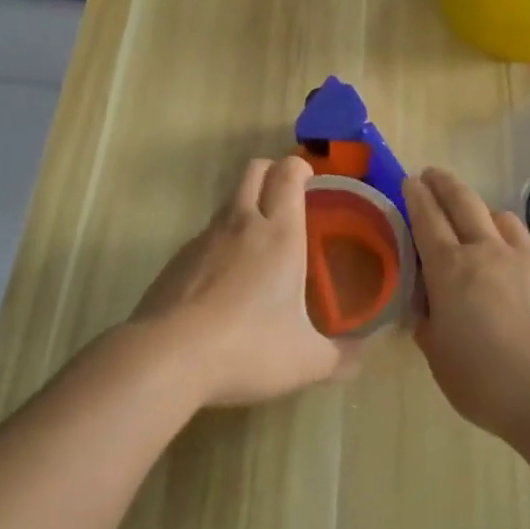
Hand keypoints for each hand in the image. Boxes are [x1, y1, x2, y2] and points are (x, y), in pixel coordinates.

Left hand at [132, 156, 359, 407]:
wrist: (167, 356)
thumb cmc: (248, 349)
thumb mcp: (305, 361)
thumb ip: (339, 357)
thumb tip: (362, 356)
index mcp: (280, 235)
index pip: (287, 175)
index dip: (299, 167)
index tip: (309, 178)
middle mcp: (242, 224)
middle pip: (254, 170)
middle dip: (272, 171)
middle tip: (287, 196)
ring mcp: (204, 238)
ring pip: (228, 201)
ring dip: (246, 206)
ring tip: (260, 243)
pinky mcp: (178, 259)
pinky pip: (206, 235)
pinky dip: (221, 242)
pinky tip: (225, 280)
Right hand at [405, 167, 529, 440]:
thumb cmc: (489, 383)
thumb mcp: (440, 357)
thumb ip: (429, 323)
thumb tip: (428, 306)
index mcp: (450, 269)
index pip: (427, 218)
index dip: (416, 196)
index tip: (410, 181)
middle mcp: (486, 251)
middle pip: (463, 201)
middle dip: (444, 182)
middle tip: (432, 174)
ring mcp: (525, 257)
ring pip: (500, 216)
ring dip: (481, 211)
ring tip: (476, 222)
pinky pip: (526, 241)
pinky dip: (511, 239)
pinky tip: (513, 260)